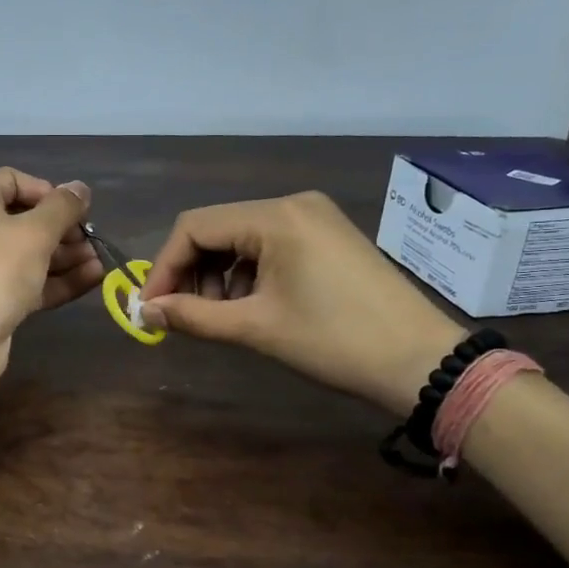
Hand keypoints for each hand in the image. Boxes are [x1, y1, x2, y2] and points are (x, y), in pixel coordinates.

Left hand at [0, 168, 103, 387]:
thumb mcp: (34, 232)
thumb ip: (62, 208)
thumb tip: (79, 188)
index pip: (12, 180)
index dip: (46, 191)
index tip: (72, 209)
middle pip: (24, 219)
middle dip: (62, 229)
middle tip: (91, 239)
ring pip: (29, 254)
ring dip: (65, 256)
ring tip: (99, 261)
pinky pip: (28, 282)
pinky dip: (57, 280)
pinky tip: (92, 280)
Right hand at [136, 191, 466, 412]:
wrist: (423, 362)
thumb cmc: (335, 342)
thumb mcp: (256, 328)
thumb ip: (193, 317)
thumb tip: (145, 313)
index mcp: (275, 217)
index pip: (195, 227)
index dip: (165, 267)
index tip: (152, 308)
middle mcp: (292, 205)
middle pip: (216, 229)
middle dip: (192, 273)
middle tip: (184, 317)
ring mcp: (314, 218)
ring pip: (241, 239)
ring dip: (218, 276)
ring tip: (220, 317)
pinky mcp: (327, 236)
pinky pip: (269, 246)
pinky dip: (248, 274)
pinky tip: (251, 306)